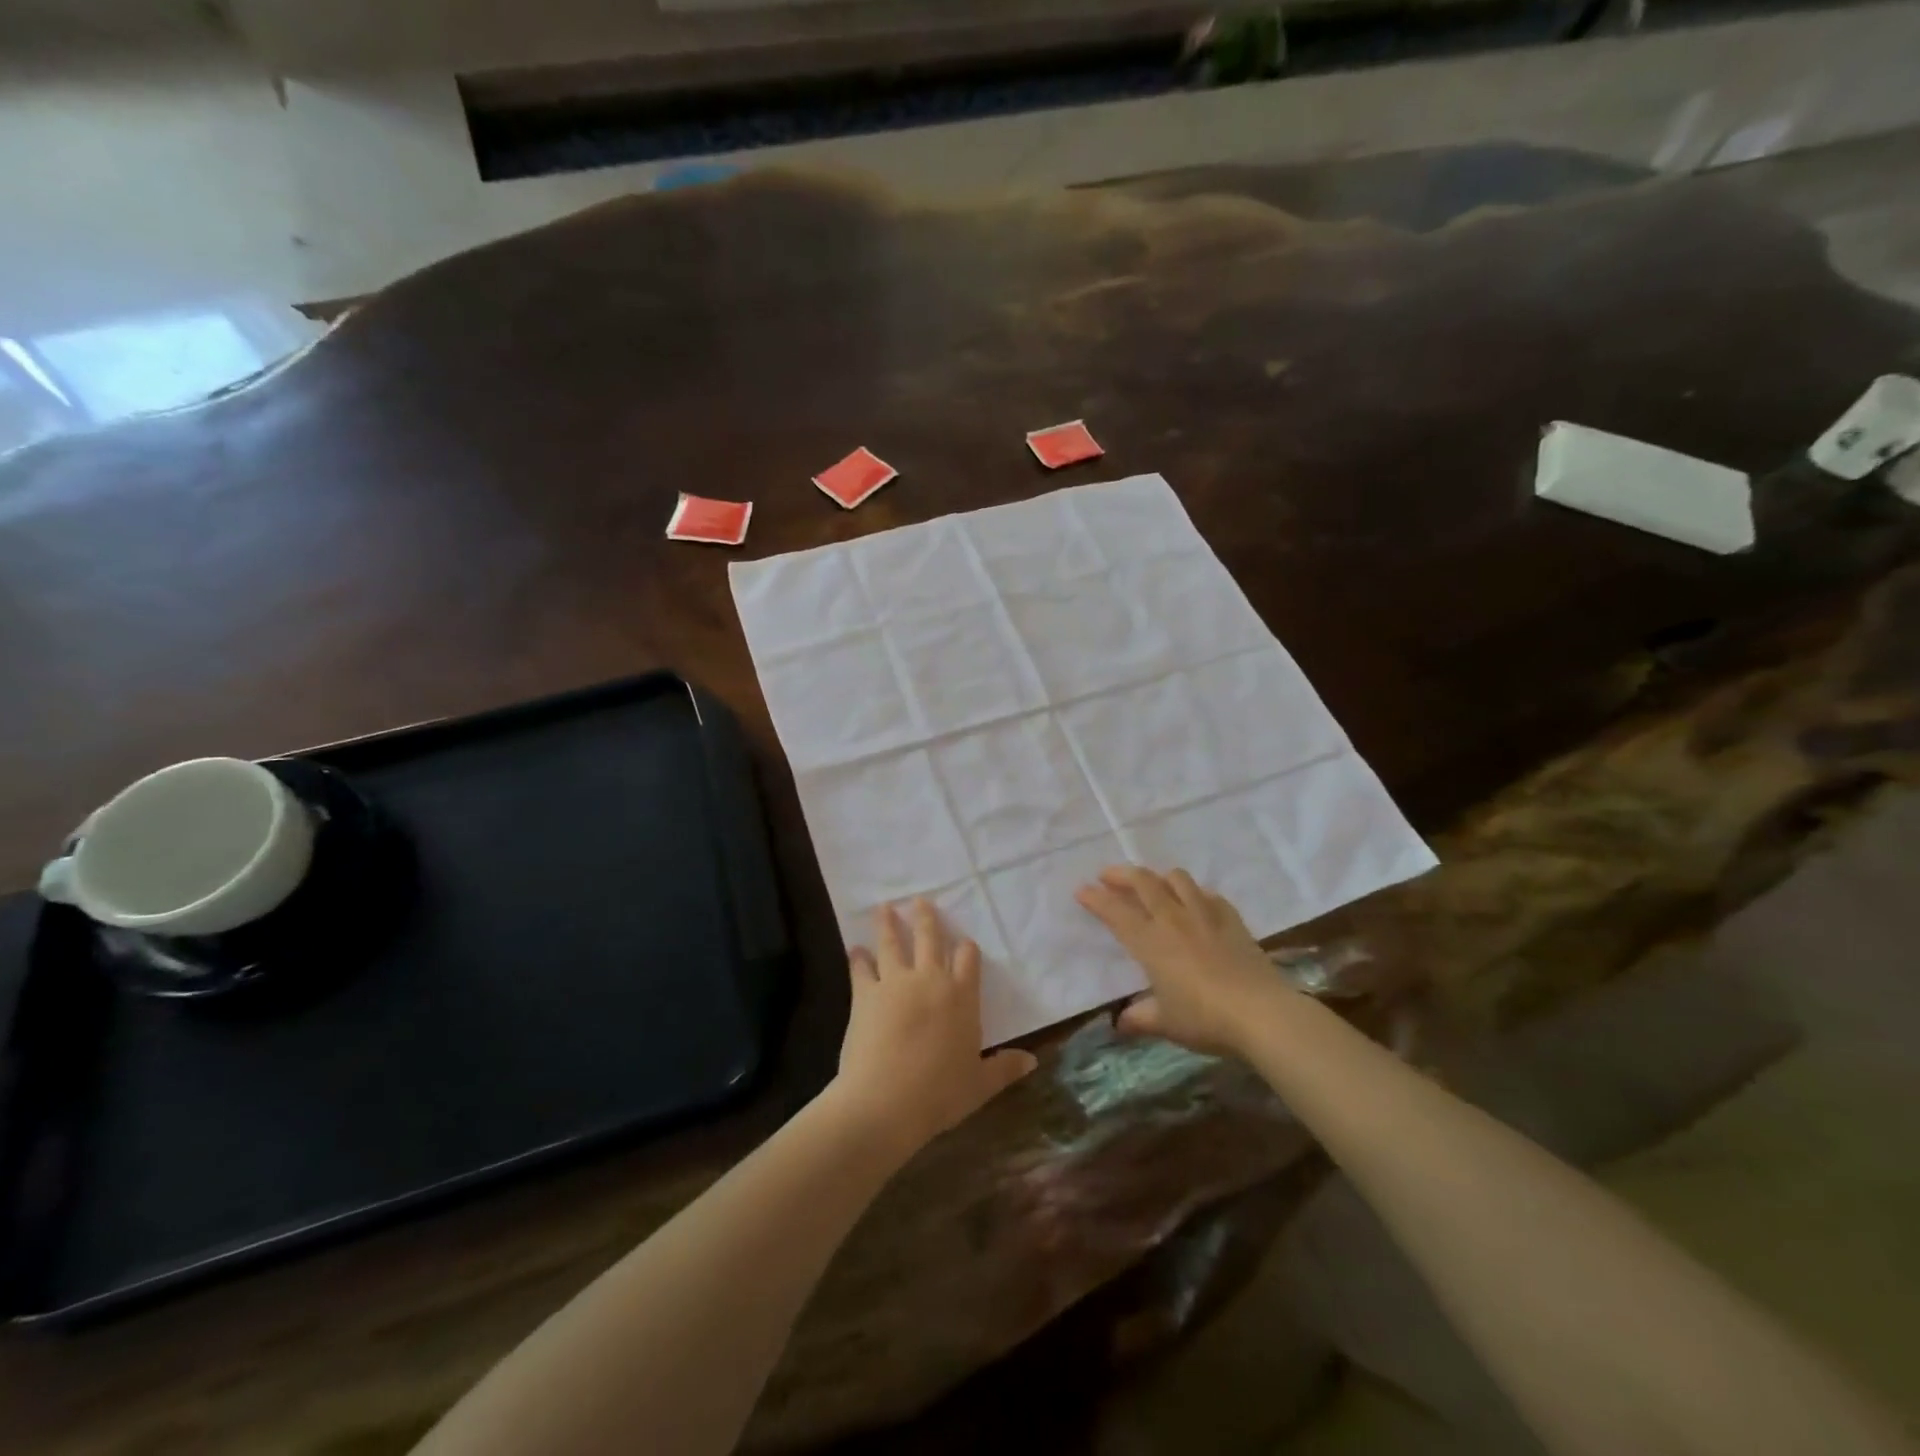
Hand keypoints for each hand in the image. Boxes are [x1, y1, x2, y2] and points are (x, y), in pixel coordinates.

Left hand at [830, 899, 1037, 1155]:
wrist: (886, 1101)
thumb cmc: (939, 1094)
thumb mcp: (979, 1085)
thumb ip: (1004, 1068)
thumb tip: (1032, 1060)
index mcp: (962, 998)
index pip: (969, 960)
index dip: (967, 948)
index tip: (964, 942)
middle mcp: (931, 980)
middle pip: (930, 939)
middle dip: (926, 918)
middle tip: (920, 900)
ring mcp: (895, 983)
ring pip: (893, 944)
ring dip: (888, 924)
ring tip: (884, 907)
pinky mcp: (865, 994)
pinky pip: (861, 969)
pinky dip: (858, 958)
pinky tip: (855, 949)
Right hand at [1076, 866, 1284, 1055]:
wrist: (1261, 1013)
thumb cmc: (1204, 1019)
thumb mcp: (1165, 1023)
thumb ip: (1140, 1018)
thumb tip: (1120, 1022)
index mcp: (1150, 942)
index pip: (1115, 911)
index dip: (1095, 898)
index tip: (1081, 890)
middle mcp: (1173, 919)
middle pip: (1143, 882)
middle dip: (1121, 874)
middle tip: (1107, 876)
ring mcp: (1204, 915)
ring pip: (1177, 879)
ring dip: (1159, 877)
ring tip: (1153, 886)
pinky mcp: (1232, 919)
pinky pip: (1209, 895)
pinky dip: (1195, 893)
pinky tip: (1196, 903)